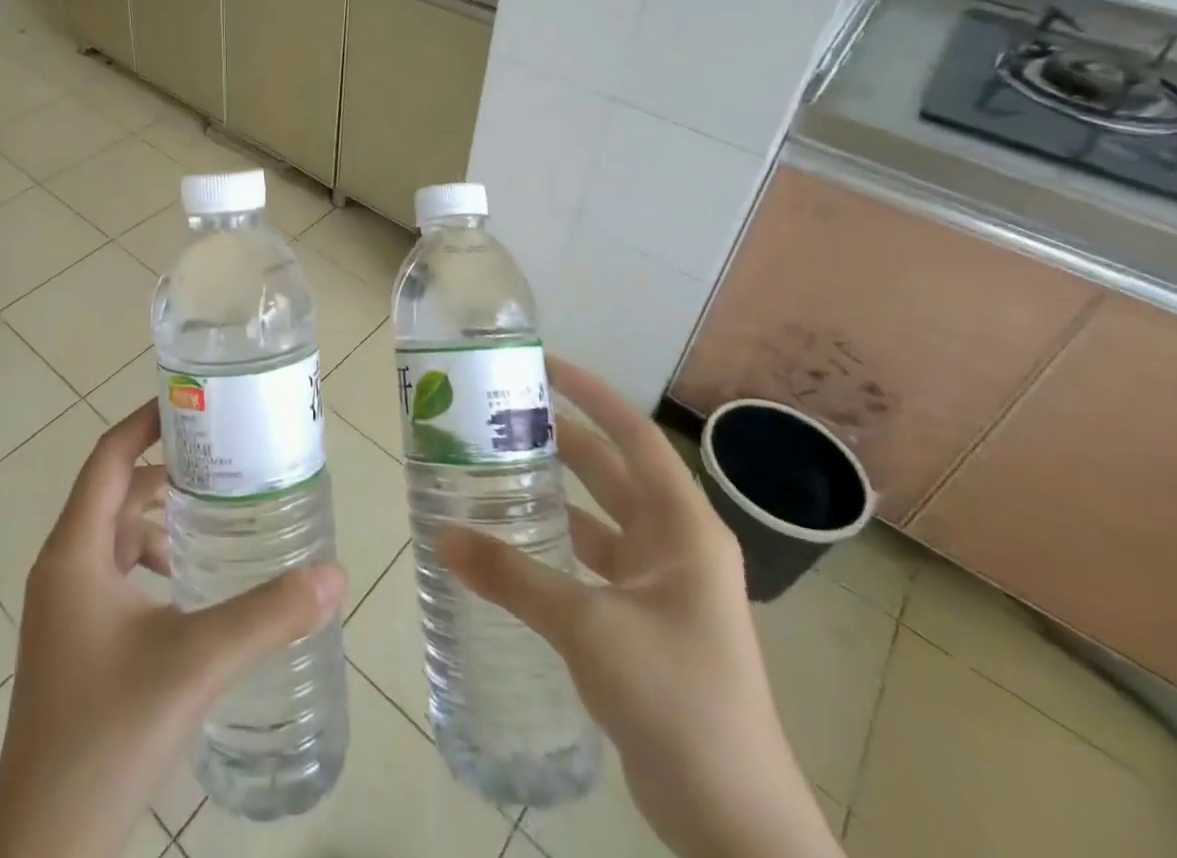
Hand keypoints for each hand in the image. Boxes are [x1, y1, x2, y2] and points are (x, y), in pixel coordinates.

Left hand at [0, 400, 345, 857]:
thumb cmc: (107, 734)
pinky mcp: (74, 643)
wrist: (44, 850)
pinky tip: (194, 589)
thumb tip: (334, 575)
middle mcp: (63, 568)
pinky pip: (116, 576)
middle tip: (226, 461)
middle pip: (115, 492)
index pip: (108, 456)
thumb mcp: (195, 663)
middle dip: (167, 473)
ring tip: (219, 521)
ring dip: (162, 522)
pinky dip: (154, 564)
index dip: (147, 422)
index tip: (195, 403)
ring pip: (116, 537)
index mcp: (75, 552)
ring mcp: (65, 609)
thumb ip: (267, 615)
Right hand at [439, 359, 839, 857]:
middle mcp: (675, 545)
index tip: (543, 365)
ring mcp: (661, 587)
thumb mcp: (588, 627)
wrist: (733, 820)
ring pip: (599, 519)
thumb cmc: (676, 697)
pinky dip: (556, 547)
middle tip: (501, 415)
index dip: (591, 394)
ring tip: (495, 469)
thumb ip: (513, 577)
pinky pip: (592, 564)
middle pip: (611, 472)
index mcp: (682, 527)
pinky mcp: (643, 624)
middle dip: (561, 439)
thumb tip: (443, 536)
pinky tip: (513, 544)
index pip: (633, 436)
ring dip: (555, 494)